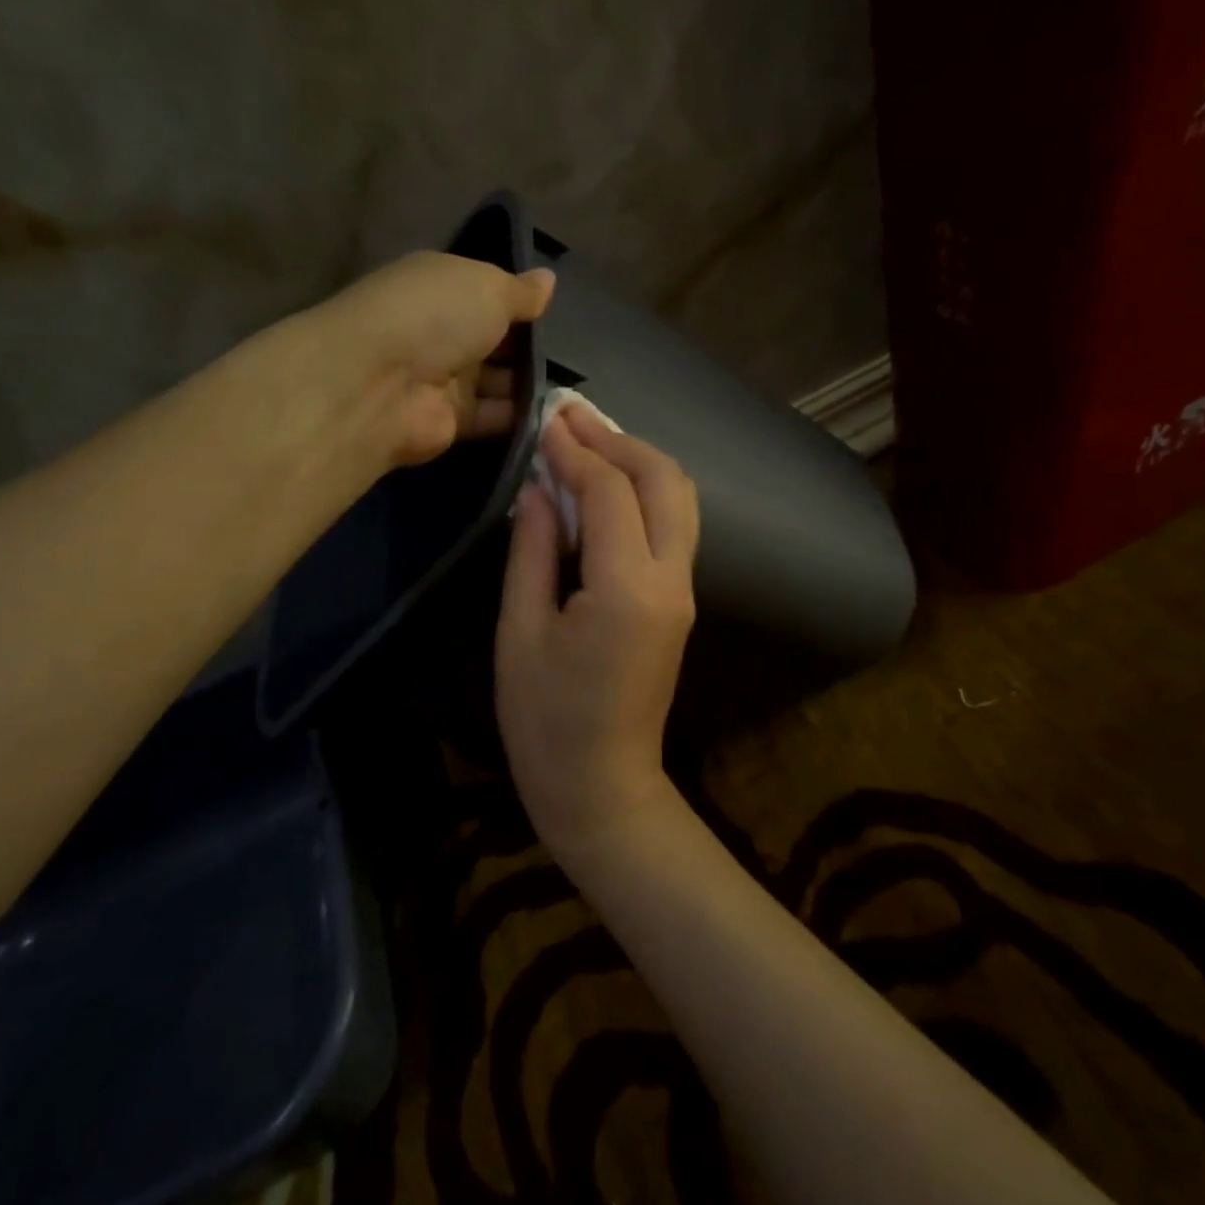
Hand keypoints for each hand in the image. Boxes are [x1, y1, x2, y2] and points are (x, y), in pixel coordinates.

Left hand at [320, 250, 554, 467]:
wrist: (382, 385)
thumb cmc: (435, 316)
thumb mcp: (487, 287)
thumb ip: (521, 291)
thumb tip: (548, 279)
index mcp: (441, 288)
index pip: (486, 293)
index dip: (519, 302)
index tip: (555, 312)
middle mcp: (440, 332)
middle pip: (494, 340)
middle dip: (529, 347)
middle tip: (574, 353)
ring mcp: (443, 379)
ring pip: (497, 381)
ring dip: (529, 383)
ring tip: (573, 386)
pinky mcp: (450, 421)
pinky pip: (494, 416)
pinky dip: (522, 416)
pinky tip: (556, 414)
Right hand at [495, 405, 700, 854]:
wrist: (601, 786)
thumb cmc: (545, 720)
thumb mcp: (520, 630)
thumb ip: (533, 550)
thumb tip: (539, 487)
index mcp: (627, 589)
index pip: (610, 491)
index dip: (575, 450)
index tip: (545, 419)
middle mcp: (670, 580)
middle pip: (665, 480)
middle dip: (619, 440)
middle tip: (571, 418)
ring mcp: (683, 591)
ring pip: (680, 498)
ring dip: (638, 460)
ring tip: (588, 441)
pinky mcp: (680, 601)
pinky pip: (672, 526)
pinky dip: (644, 492)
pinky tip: (605, 486)